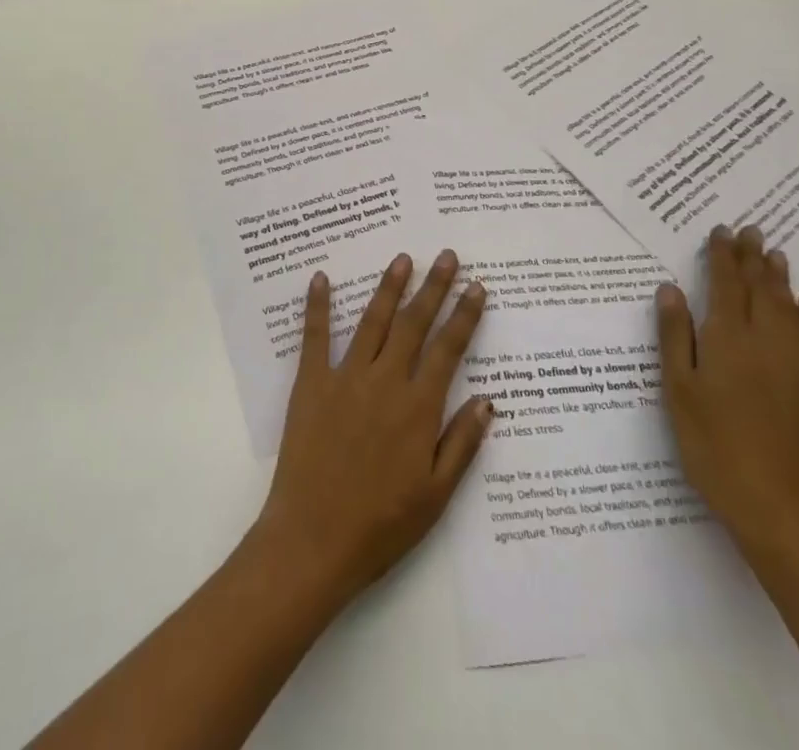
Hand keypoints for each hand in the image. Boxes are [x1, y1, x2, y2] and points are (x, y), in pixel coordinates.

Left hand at [251, 251, 493, 610]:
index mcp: (418, 407)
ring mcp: (346, 378)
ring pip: (373, 321)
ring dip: (389, 287)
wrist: (313, 542)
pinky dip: (317, 306)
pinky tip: (320, 278)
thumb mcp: (436, 496)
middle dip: (434, 287)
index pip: (448, 349)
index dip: (465, 316)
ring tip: (403, 258)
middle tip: (447, 255)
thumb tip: (488, 399)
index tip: (477, 286)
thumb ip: (462, 444)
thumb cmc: (381, 525)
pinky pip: (315, 337)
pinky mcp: (311, 384)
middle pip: (414, 324)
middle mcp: (385, 381)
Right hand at [656, 225, 798, 553]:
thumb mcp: (678, 390)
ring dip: (780, 276)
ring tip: (775, 251)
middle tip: (750, 228)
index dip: (723, 255)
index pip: (726, 285)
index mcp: (727, 339)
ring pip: (787, 306)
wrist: (774, 504)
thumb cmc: (712, 444)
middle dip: (752, 257)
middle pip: (759, 288)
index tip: (720, 229)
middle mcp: (764, 341)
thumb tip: (670, 288)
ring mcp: (792, 363)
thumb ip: (675, 336)